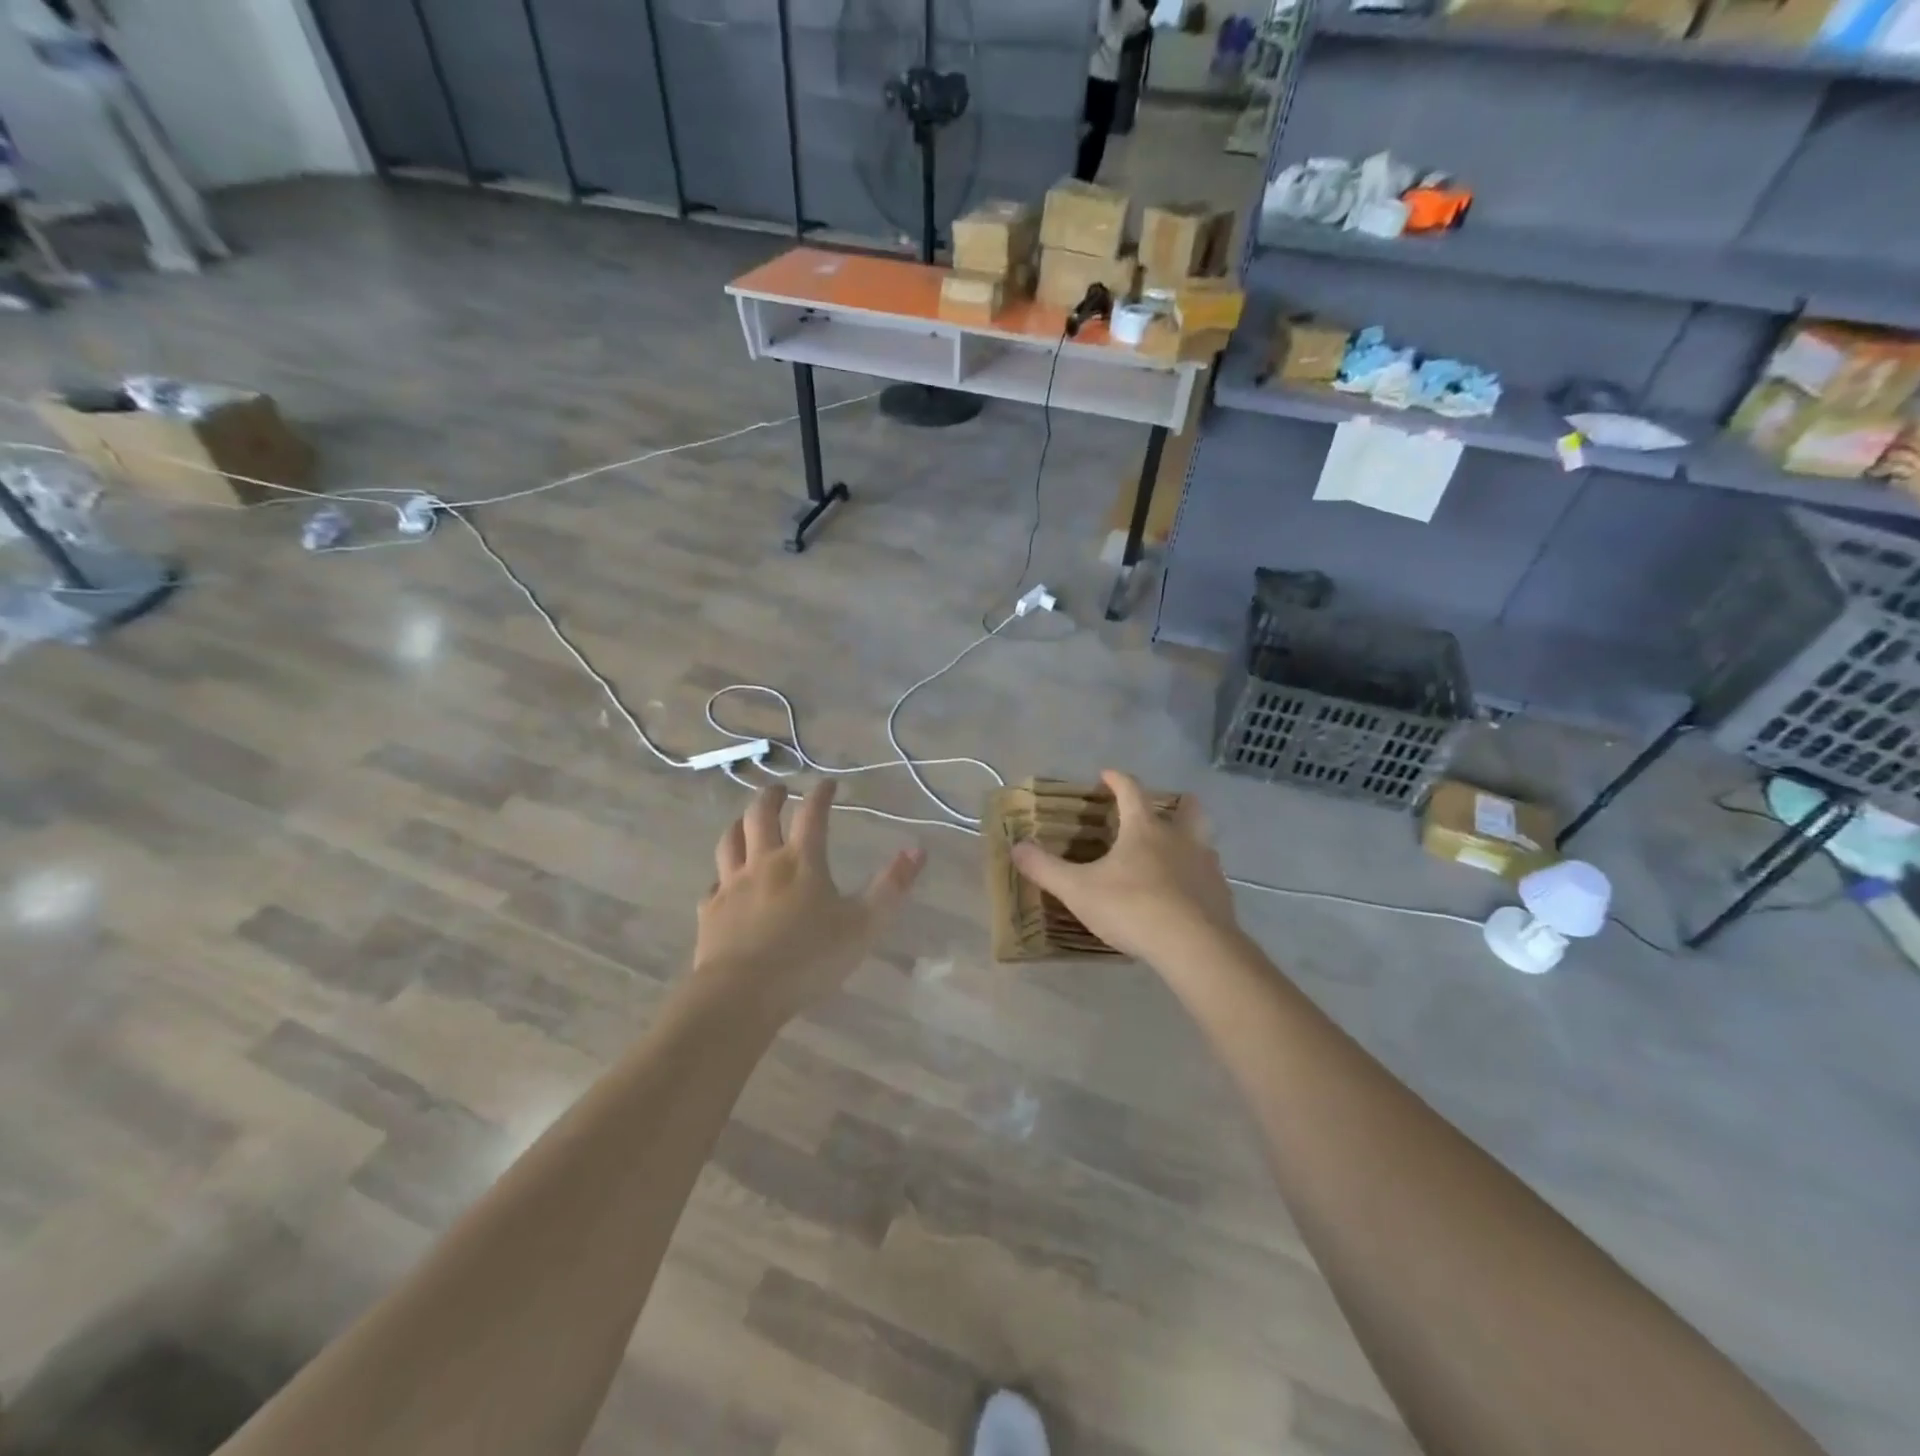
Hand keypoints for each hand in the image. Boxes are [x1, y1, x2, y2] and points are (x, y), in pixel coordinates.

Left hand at [694, 781, 924, 1022]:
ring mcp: (732, 887)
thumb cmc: (809, 958)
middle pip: (760, 817)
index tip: (827, 784)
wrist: (741, 993)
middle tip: (778, 790)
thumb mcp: (863, 925)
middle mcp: (763, 864)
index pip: (812, 815)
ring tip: (744, 822)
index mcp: (802, 862)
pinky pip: (713, 886)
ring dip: (738, 826)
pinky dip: (721, 877)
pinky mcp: (710, 913)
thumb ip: (891, 887)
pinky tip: (723, 884)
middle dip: (770, 798)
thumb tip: (917, 851)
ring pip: (729, 843)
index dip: (820, 795)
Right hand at [1011, 769, 1240, 968]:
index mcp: (1145, 828)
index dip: (1117, 780)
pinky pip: (1209, 876)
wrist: (1194, 946)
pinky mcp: (1221, 894)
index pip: (1131, 790)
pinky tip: (1185, 895)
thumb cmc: (1132, 907)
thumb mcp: (1078, 890)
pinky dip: (1197, 878)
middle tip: (1159, 810)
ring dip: (1189, 841)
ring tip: (1172, 855)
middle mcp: (1180, 838)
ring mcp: (1206, 865)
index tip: (1106, 774)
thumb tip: (1016, 847)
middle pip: (1186, 807)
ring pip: (1203, 840)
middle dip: (1175, 802)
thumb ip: (1046, 869)